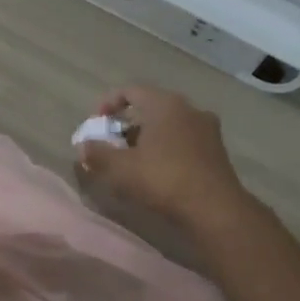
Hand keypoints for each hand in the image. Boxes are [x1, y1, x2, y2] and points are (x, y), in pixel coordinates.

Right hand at [76, 85, 250, 229]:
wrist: (215, 209)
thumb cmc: (163, 179)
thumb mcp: (120, 168)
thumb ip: (97, 153)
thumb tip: (83, 146)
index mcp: (165, 104)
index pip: (130, 91)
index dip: (107, 104)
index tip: (96, 125)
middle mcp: (189, 109)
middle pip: (149, 107)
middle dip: (126, 125)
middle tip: (110, 144)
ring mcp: (207, 129)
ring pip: (167, 125)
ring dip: (146, 138)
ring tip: (130, 161)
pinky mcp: (216, 150)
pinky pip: (183, 140)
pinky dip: (164, 148)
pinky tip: (155, 171)